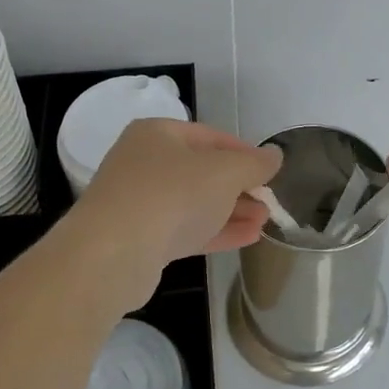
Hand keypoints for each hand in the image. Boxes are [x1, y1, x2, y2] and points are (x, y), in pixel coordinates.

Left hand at [72, 118, 281, 285]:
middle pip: (201, 170)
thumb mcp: (224, 172)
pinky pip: (185, 229)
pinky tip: (248, 237)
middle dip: (239, 186)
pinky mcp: (140, 239)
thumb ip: (253, 164)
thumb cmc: (172, 195)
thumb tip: (274, 156)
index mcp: (157, 134)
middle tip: (269, 200)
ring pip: (194, 202)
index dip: (244, 152)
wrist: (113, 254)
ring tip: (265, 221)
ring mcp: (139, 202)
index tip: (270, 170)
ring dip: (231, 211)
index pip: (210, 136)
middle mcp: (143, 162)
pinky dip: (215, 231)